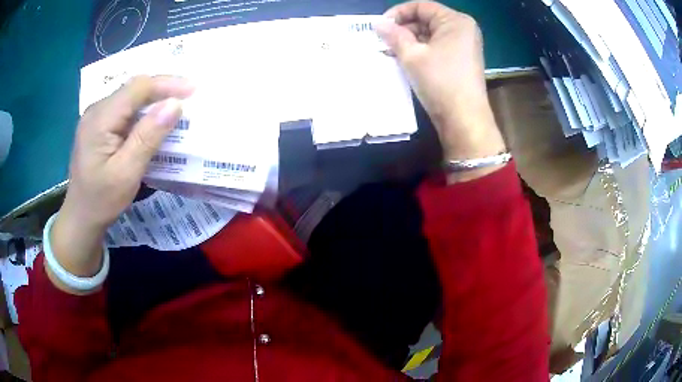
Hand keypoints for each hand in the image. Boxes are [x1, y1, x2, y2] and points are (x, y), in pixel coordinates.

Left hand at [49, 76, 193, 288]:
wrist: (81, 217)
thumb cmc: (102, 200)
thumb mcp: (127, 172)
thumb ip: (148, 136)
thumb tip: (175, 104)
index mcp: (100, 119)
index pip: (137, 88)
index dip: (167, 84)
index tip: (193, 89)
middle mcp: (96, 109)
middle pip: (134, 88)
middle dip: (163, 89)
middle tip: (188, 96)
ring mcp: (96, 116)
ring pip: (130, 96)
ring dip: (154, 99)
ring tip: (176, 106)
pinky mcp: (99, 125)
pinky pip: (125, 108)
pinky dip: (143, 111)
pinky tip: (153, 119)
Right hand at [376, 1, 506, 177]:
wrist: (464, 119)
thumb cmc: (440, 82)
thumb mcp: (412, 55)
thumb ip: (394, 35)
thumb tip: (378, 23)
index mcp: (456, 21)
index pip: (421, 6)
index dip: (398, 13)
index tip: (381, 26)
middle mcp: (463, 29)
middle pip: (426, 19)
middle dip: (403, 29)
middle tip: (383, 42)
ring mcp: (464, 45)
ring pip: (430, 34)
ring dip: (409, 41)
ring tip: (391, 52)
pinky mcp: (461, 60)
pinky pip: (437, 47)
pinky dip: (421, 51)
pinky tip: (405, 60)